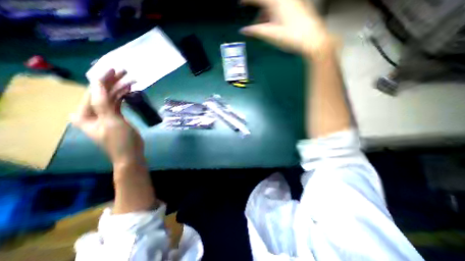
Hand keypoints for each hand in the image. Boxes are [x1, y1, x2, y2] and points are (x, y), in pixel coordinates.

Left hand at [69, 70, 143, 167]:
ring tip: (132, 80)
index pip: (93, 92)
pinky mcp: (116, 117)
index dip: (104, 79)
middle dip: (114, 82)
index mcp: (84, 114)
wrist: (131, 154)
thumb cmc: (120, 140)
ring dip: (121, 88)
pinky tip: (129, 90)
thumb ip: (103, 103)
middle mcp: (91, 112)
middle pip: (103, 93)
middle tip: (126, 72)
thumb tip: (99, 83)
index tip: (115, 69)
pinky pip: (118, 103)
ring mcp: (105, 114)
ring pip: (112, 97)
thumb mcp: (111, 122)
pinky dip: (123, 96)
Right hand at [240, 0, 334, 56]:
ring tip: (263, 27)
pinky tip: (272, 24)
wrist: (312, 39)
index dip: (248, 0)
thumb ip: (255, 31)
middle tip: (255, 22)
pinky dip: (273, 14)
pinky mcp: (296, 6)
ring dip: (265, 14)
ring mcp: (292, 1)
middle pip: (266, 2)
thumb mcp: (270, 34)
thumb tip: (243, 30)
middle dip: (258, 10)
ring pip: (273, 5)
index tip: (240, 3)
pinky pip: (280, 7)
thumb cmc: (290, 37)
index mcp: (276, 2)